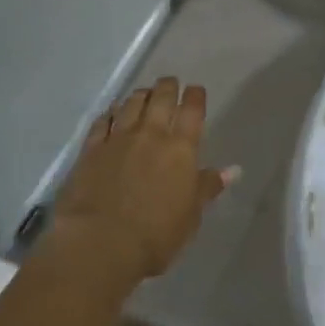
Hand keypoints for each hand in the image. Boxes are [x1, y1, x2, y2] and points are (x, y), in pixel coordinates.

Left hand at [46, 78, 237, 282]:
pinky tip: (112, 111)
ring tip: (144, 93)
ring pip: (131, 104)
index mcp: (181, 148)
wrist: (100, 242)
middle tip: (170, 83)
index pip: (192, 110)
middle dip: (167, 87)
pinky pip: (102, 122)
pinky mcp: (91, 149)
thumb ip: (208, 187)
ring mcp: (118, 139)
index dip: (195, 96)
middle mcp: (150, 134)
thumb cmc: (156, 235)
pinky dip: (110, 112)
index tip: (196, 91)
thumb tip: (233, 170)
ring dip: (140, 95)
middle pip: (160, 98)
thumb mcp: (191, 215)